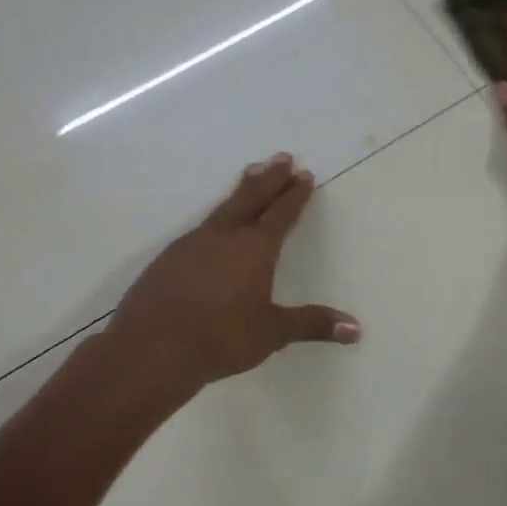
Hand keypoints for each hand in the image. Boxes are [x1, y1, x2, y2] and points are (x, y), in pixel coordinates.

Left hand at [106, 154, 359, 399]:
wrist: (150, 349)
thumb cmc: (220, 339)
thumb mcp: (272, 333)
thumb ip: (313, 325)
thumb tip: (356, 329)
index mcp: (256, 248)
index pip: (281, 213)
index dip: (295, 194)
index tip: (305, 174)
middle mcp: (226, 236)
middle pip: (252, 197)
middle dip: (270, 177)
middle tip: (282, 156)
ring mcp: (193, 243)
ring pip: (224, 207)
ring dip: (242, 189)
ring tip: (251, 173)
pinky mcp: (169, 257)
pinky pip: (202, 226)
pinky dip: (218, 215)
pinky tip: (215, 225)